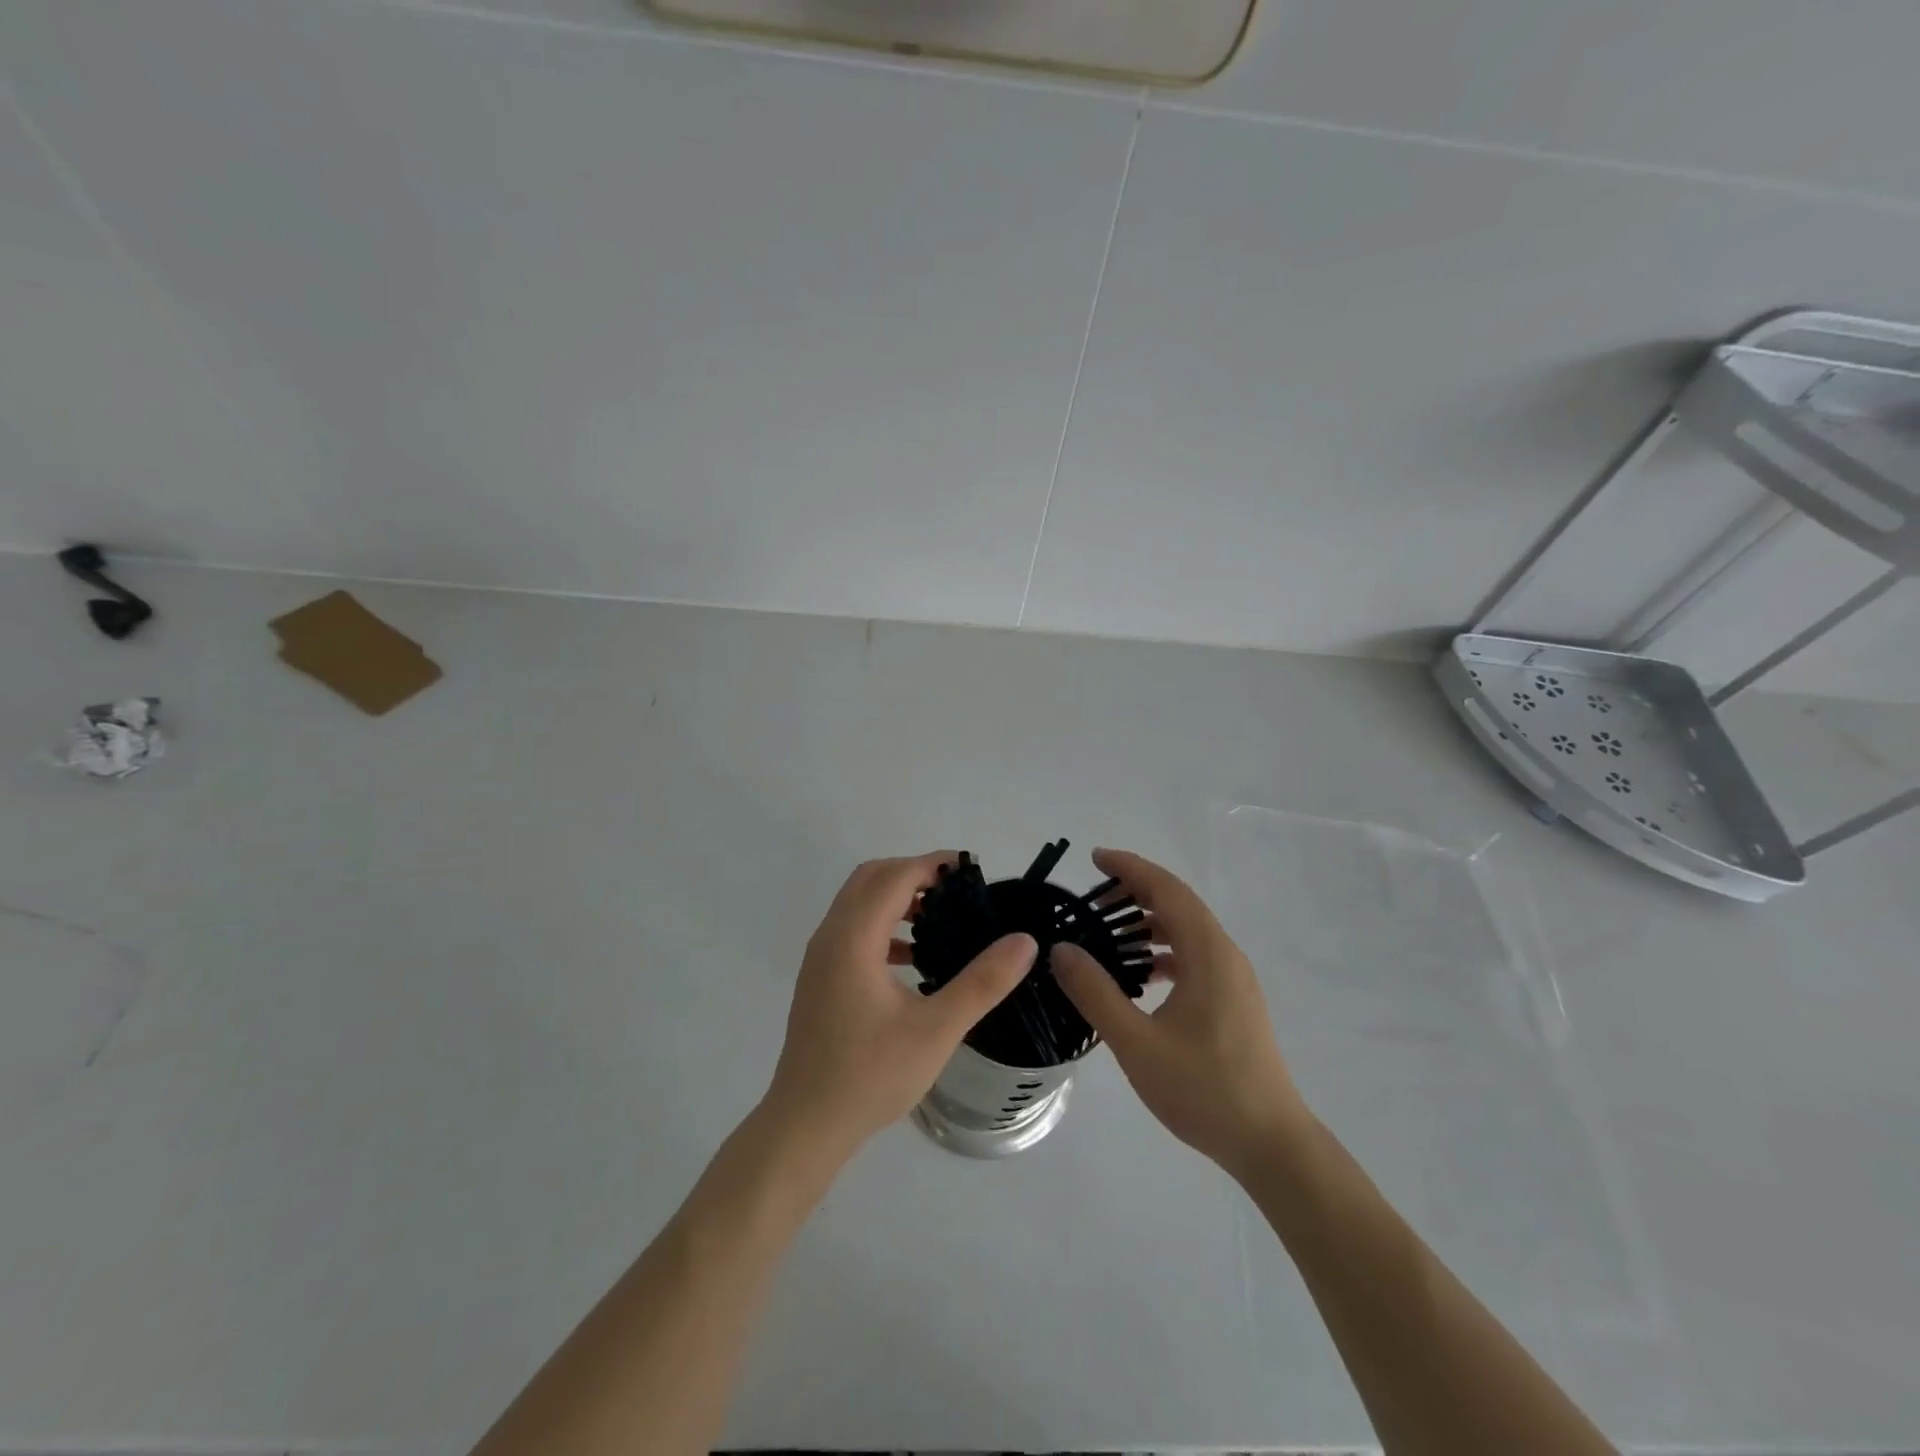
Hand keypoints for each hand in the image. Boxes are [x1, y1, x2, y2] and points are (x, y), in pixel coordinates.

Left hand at [765, 852, 1037, 1157]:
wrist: (806, 1125)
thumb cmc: (871, 1075)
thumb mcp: (937, 1029)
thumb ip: (983, 982)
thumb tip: (1024, 941)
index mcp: (853, 938)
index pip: (894, 877)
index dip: (933, 864)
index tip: (971, 869)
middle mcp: (830, 936)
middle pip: (870, 878)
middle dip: (913, 874)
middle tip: (956, 892)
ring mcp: (820, 958)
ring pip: (858, 903)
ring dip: (896, 898)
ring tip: (940, 920)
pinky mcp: (819, 979)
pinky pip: (852, 930)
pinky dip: (883, 926)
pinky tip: (913, 960)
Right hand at [1051, 848, 1308, 1178]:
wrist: (1270, 1144)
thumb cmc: (1204, 1089)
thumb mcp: (1136, 1042)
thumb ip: (1096, 992)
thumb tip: (1062, 949)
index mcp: (1208, 954)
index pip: (1167, 890)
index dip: (1130, 868)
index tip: (1095, 858)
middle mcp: (1225, 955)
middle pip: (1179, 904)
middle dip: (1136, 891)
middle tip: (1093, 895)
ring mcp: (1234, 979)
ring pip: (1188, 931)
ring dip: (1150, 922)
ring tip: (1110, 933)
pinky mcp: (1235, 1001)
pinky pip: (1195, 956)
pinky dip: (1165, 951)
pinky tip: (1142, 976)